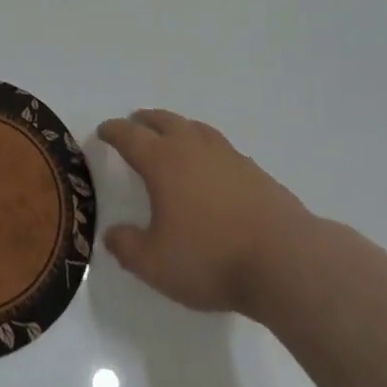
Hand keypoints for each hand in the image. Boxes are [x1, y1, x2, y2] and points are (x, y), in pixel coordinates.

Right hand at [97, 108, 313, 318]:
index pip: (130, 136)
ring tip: (172, 135)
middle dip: (145, 120)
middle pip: (163, 121)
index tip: (104, 131)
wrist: (283, 259)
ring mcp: (226, 154)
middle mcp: (192, 147)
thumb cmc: (211, 258)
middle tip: (135, 124)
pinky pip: (220, 147)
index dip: (113, 131)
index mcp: (162, 161)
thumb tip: (111, 234)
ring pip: (194, 128)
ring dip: (177, 127)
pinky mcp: (253, 169)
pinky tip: (211, 165)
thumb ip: (128, 248)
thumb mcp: (156, 265)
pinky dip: (206, 147)